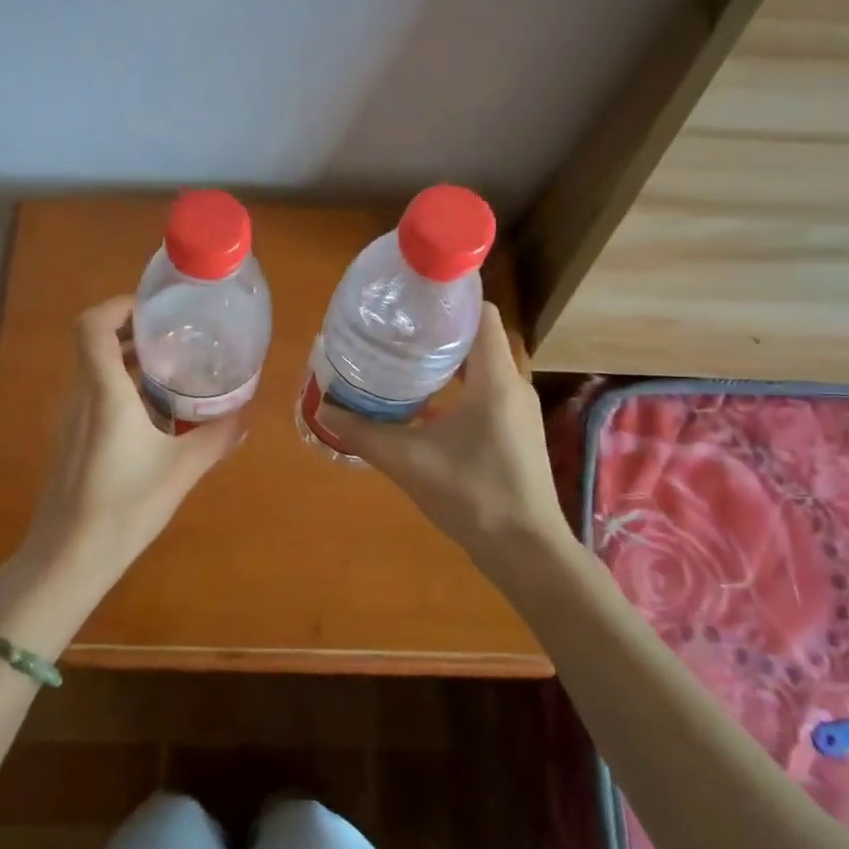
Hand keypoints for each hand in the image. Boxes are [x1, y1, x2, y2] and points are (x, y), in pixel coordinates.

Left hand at [12, 295, 246, 596]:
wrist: (68, 558)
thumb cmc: (124, 507)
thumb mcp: (181, 471)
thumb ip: (217, 437)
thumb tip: (247, 414)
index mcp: (103, 392)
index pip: (92, 325)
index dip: (119, 307)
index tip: (155, 312)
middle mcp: (80, 396)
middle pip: (94, 343)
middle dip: (132, 331)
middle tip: (175, 337)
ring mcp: (70, 419)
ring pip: (93, 369)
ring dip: (127, 360)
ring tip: (171, 370)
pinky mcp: (70, 440)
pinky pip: (92, 395)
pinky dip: (120, 387)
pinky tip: (152, 414)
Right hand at [318, 303, 565, 580]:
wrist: (525, 549)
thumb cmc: (472, 494)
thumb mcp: (408, 460)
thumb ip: (364, 433)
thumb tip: (324, 408)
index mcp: (495, 378)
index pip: (481, 313)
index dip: (449, 298)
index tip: (411, 299)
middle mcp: (512, 384)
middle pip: (477, 337)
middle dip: (438, 329)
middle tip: (395, 328)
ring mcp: (517, 409)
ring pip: (481, 366)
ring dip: (446, 360)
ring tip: (402, 359)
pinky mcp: (515, 431)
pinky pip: (485, 391)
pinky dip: (456, 386)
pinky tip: (423, 404)